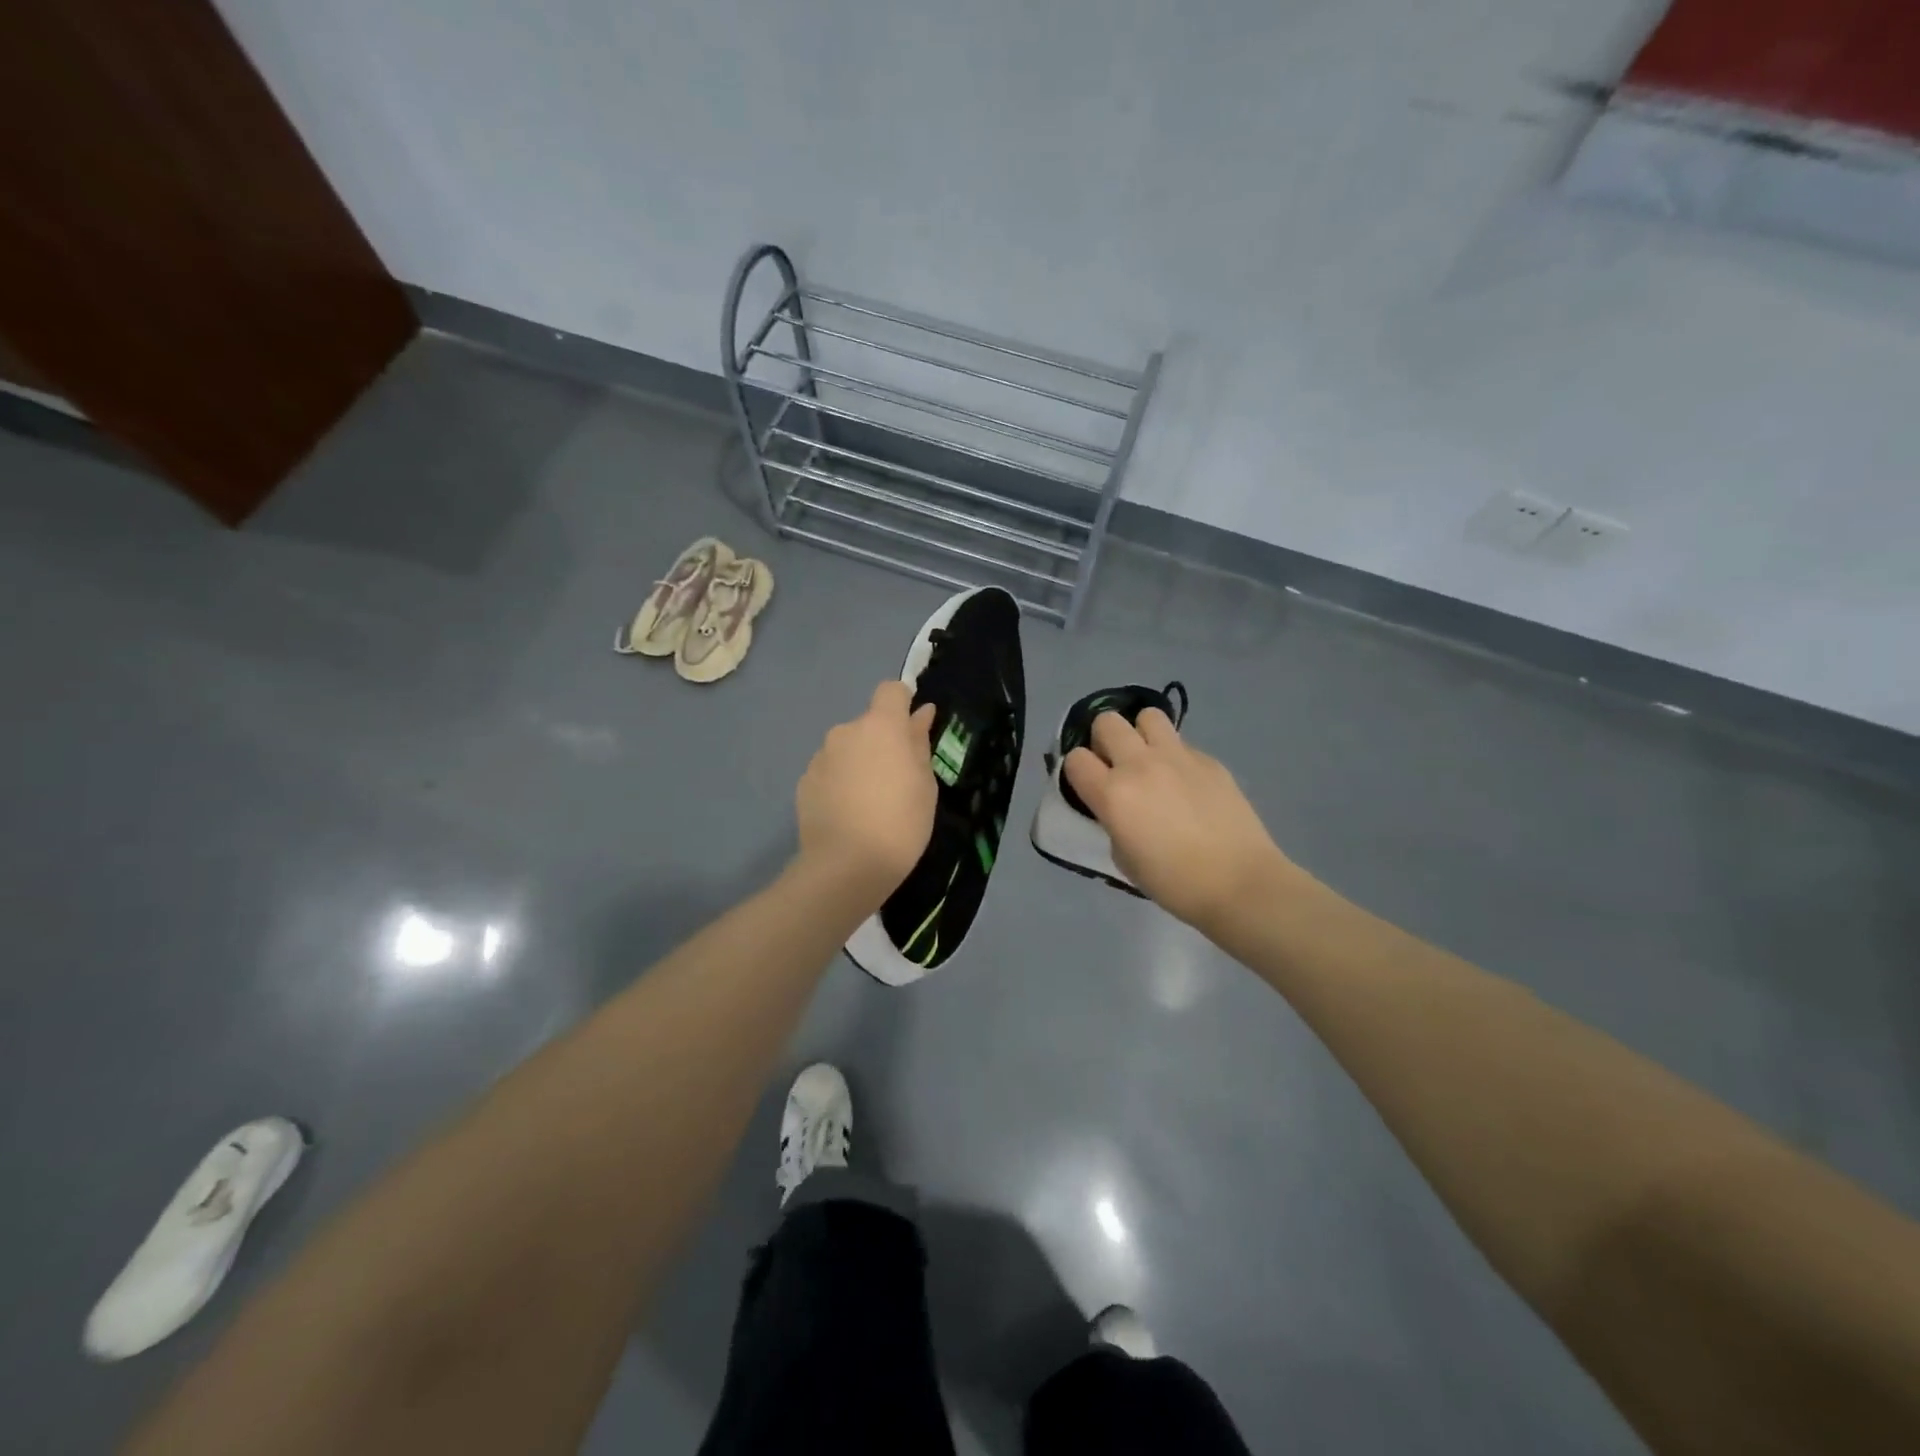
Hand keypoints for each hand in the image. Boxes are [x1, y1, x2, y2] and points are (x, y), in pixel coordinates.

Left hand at [795, 680, 937, 904]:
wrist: (846, 866)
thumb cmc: (900, 822)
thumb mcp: (924, 784)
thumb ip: (919, 742)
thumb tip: (921, 713)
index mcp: (881, 726)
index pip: (890, 690)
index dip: (902, 704)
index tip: (912, 731)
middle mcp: (845, 731)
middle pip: (868, 724)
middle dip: (881, 742)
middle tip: (896, 780)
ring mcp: (820, 757)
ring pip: (847, 749)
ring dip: (859, 763)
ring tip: (869, 802)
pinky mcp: (804, 782)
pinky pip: (829, 772)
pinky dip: (839, 783)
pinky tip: (848, 814)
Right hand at [1064, 709, 1297, 932]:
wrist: (1239, 883)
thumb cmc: (1173, 882)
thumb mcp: (1123, 858)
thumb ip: (1113, 821)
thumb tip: (1119, 806)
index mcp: (1113, 794)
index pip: (1075, 758)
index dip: (1078, 770)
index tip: (1089, 785)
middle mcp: (1140, 765)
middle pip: (1107, 722)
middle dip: (1104, 739)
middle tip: (1116, 765)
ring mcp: (1178, 757)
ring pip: (1148, 715)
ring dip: (1141, 734)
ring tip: (1150, 760)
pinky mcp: (1209, 760)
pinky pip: (1182, 744)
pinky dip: (1175, 757)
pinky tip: (1187, 785)